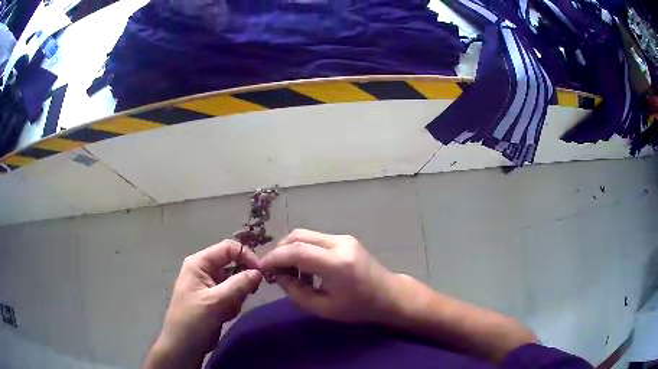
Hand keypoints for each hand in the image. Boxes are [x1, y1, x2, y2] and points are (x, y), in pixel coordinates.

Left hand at [144, 240, 262, 368]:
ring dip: (237, 297)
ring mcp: (210, 285)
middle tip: (246, 295)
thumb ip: (238, 285)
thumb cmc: (193, 320)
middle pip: (233, 265)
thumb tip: (259, 272)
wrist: (184, 346)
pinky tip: (225, 316)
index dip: (246, 255)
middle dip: (241, 282)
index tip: (261, 272)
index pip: (227, 248)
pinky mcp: (216, 299)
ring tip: (227, 310)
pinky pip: (233, 296)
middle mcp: (205, 270)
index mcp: (199, 263)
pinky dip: (234, 305)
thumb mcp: (215, 302)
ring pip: (236, 282)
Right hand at [259, 229, 401, 323]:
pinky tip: (305, 269)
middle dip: (280, 251)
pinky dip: (303, 249)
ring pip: (305, 235)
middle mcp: (340, 243)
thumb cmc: (359, 308)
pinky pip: (315, 239)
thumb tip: (279, 275)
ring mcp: (344, 238)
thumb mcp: (324, 308)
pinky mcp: (345, 239)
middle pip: (298, 236)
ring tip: (289, 272)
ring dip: (291, 249)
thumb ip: (296, 292)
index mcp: (337, 264)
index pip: (296, 251)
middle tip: (274, 270)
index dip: (274, 257)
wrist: (389, 295)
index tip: (261, 268)